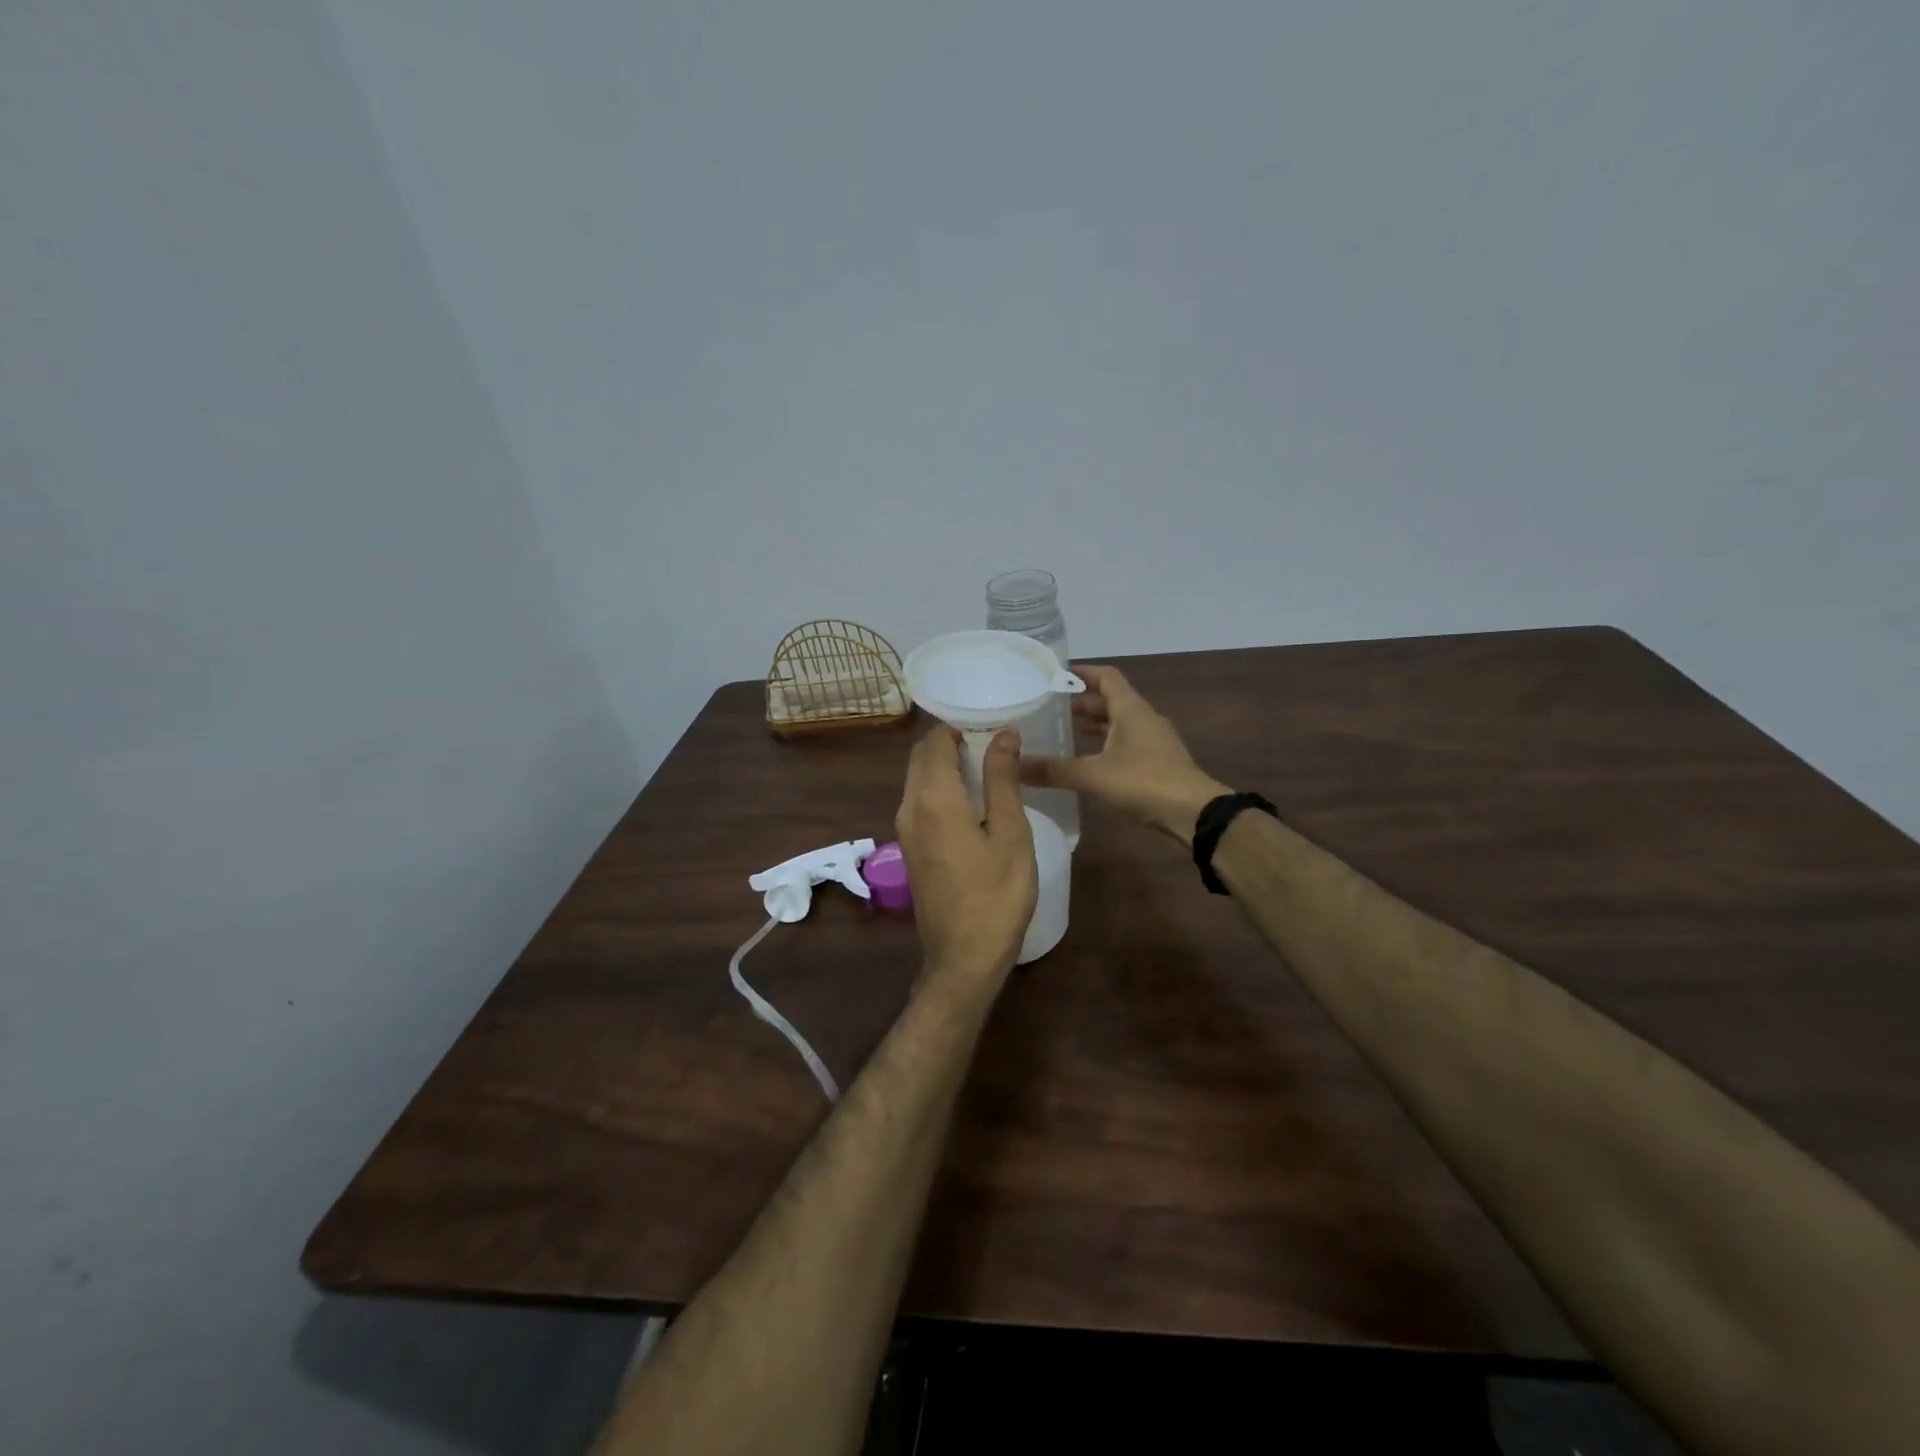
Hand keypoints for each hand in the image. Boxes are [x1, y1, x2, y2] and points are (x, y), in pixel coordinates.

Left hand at [895, 727, 1038, 980]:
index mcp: (933, 798)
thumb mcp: (1011, 834)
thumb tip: (1003, 734)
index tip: (990, 723)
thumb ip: (1002, 780)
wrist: (963, 957)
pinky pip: (919, 801)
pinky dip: (939, 787)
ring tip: (987, 766)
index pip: (935, 742)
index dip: (959, 726)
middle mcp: (909, 807)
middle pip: (921, 758)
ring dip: (944, 765)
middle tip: (991, 741)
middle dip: (950, 742)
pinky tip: (971, 799)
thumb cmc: (997, 895)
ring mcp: (904, 829)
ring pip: (917, 779)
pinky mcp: (908, 848)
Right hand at [1020, 664, 1227, 844]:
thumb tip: (1013, 765)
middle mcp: (1144, 718)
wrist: (1194, 814)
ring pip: (1119, 724)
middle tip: (1050, 709)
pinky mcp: (1158, 763)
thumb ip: (1052, 769)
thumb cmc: (1143, 783)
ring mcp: (1154, 741)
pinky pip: (1127, 744)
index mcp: (1130, 709)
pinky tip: (1089, 762)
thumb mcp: (1091, 775)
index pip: (1106, 676)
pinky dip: (1106, 745)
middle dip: (1082, 702)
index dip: (1082, 673)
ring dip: (1095, 725)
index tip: (1056, 675)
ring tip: (1065, 733)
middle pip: (1111, 700)